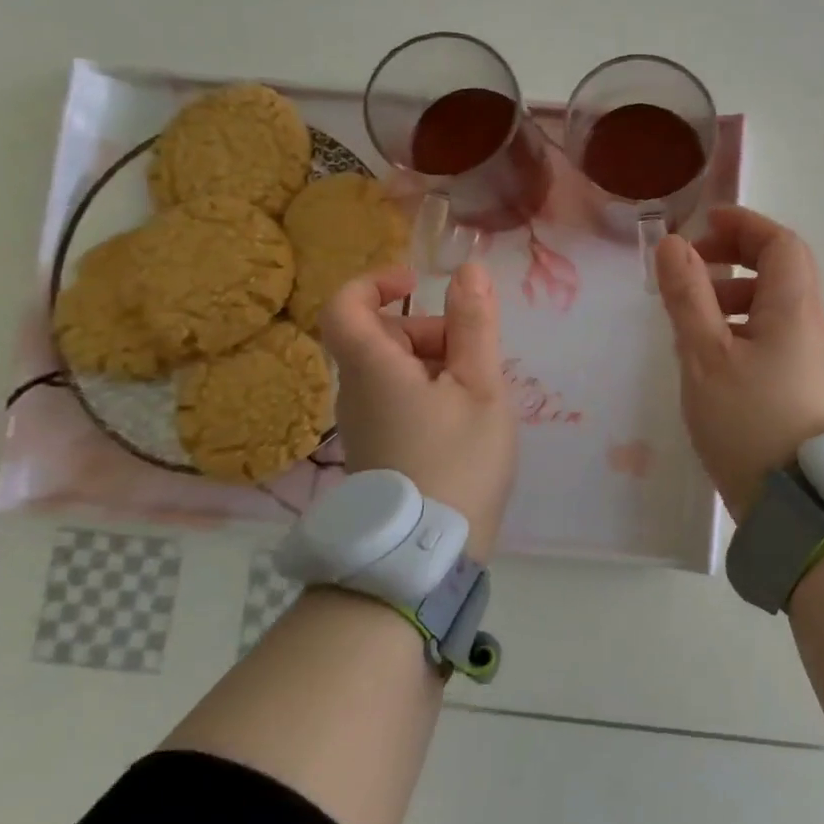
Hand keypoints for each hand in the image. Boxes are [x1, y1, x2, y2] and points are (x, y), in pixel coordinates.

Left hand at [320, 262, 515, 561]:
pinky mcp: (376, 446)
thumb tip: (468, 270)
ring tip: (476, 393)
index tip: (417, 283)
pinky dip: (428, 389)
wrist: (427, 553)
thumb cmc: (458, 460)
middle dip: (428, 329)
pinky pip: (396, 396)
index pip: (344, 305)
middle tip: (474, 356)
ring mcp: (363, 422)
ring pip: (391, 367)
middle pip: (379, 335)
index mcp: (373, 368)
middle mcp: (356, 390)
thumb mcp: (479, 386)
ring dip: (434, 361)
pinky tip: (462, 418)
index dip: (375, 282)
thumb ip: (475, 324)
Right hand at [654, 207, 823, 520]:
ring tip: (691, 315)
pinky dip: (739, 323)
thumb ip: (687, 295)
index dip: (744, 224)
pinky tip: (709, 351)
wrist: (791, 499)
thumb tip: (674, 244)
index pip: (780, 243)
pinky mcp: (799, 380)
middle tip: (693, 265)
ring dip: (733, 291)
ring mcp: (808, 353)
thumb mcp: (705, 353)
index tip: (704, 224)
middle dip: (736, 255)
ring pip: (773, 302)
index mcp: (793, 307)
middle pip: (781, 267)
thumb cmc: (746, 420)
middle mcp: (809, 323)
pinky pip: (771, 331)